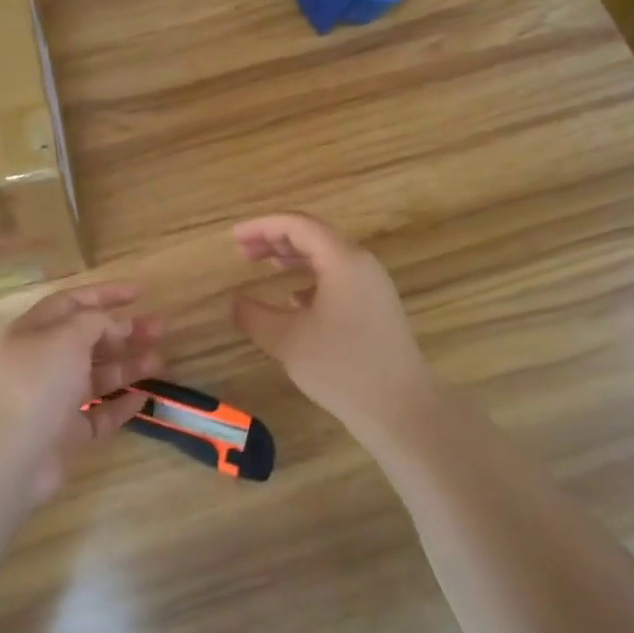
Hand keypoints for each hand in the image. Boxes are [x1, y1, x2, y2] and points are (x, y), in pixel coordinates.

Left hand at [0, 282, 163, 500]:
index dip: (106, 294)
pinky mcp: (65, 435)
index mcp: (32, 331)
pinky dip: (120, 405)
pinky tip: (143, 398)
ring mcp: (53, 400)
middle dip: (124, 332)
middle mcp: (42, 362)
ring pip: (96, 376)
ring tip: (160, 360)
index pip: (72, 303)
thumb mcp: (67, 336)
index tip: (141, 292)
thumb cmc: (35, 383)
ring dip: (128, 365)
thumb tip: (118, 326)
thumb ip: (96, 323)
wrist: (7, 456)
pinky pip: (99, 414)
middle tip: (159, 328)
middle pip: (88, 340)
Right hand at [231, 213, 436, 437]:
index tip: (233, 237)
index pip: (297, 225)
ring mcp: (372, 285)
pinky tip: (293, 298)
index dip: (261, 226)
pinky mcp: (376, 306)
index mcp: (343, 260)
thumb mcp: (286, 340)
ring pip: (326, 256)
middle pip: (313, 236)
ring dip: (292, 257)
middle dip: (275, 239)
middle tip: (242, 251)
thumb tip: (236, 301)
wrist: (400, 407)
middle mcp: (361, 263)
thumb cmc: (341, 368)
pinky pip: (338, 277)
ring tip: (263, 266)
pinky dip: (310, 277)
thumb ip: (253, 315)